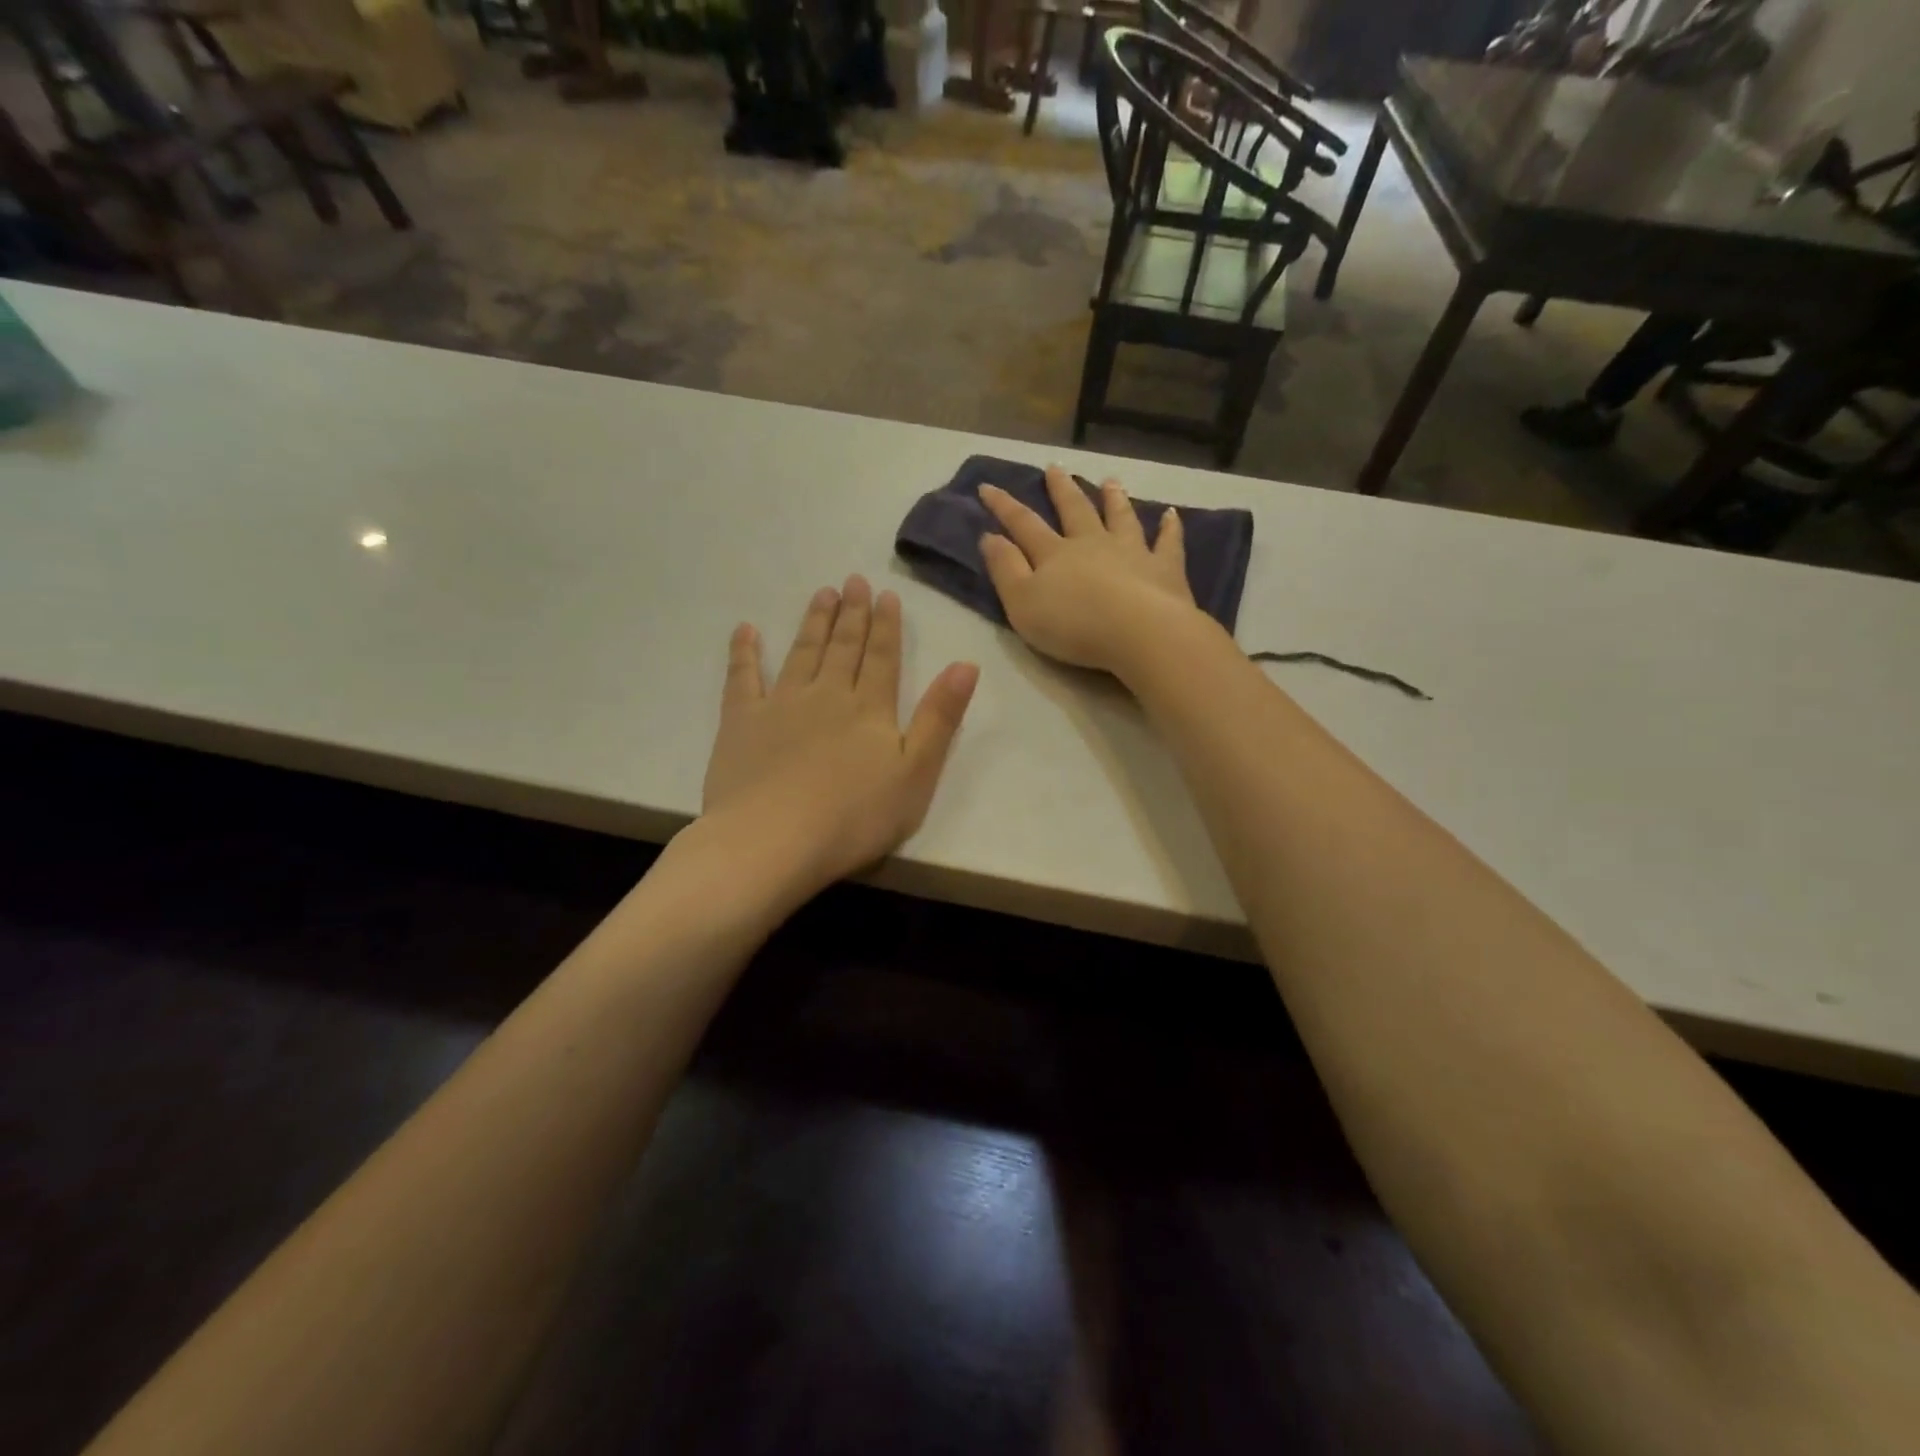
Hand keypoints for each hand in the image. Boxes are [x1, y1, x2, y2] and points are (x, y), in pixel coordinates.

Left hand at [701, 576, 978, 894]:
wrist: (773, 840)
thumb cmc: (854, 817)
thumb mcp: (916, 773)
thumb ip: (940, 718)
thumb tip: (966, 664)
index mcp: (870, 709)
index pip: (883, 658)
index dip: (887, 626)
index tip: (886, 594)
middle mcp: (827, 695)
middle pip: (843, 647)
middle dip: (852, 614)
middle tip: (853, 580)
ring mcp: (781, 704)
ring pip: (802, 653)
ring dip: (813, 623)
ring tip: (821, 594)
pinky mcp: (741, 722)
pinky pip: (742, 677)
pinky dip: (744, 652)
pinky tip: (745, 630)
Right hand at [978, 466, 1199, 674]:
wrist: (1139, 632)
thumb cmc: (1074, 624)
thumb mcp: (1022, 603)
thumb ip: (1005, 570)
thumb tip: (989, 536)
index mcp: (1055, 554)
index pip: (1023, 524)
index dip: (1004, 506)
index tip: (987, 487)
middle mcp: (1092, 543)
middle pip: (1075, 510)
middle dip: (1062, 489)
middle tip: (1055, 467)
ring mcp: (1132, 551)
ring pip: (1120, 517)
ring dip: (1114, 498)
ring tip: (1110, 481)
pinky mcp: (1165, 568)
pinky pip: (1168, 542)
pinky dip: (1169, 528)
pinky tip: (1172, 515)